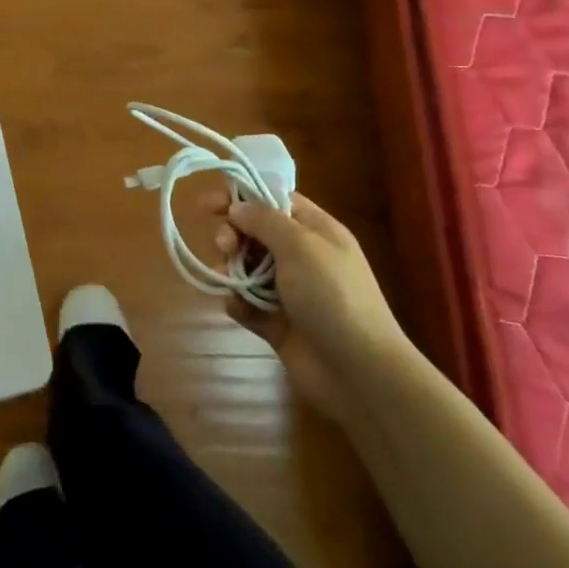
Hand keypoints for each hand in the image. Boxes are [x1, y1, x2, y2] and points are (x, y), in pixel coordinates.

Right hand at [214, 192, 411, 421]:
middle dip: (233, 235)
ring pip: (247, 269)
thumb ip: (265, 220)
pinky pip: (248, 305)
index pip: (274, 201)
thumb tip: (238, 206)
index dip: (242, 197)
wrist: (358, 370)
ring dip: (232, 270)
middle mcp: (302, 257)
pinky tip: (237, 308)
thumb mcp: (300, 245)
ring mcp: (290, 292)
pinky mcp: (278, 324)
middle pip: (255, 234)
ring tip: (228, 280)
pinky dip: (239, 304)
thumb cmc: (332, 295)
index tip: (209, 205)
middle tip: (224, 247)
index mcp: (316, 231)